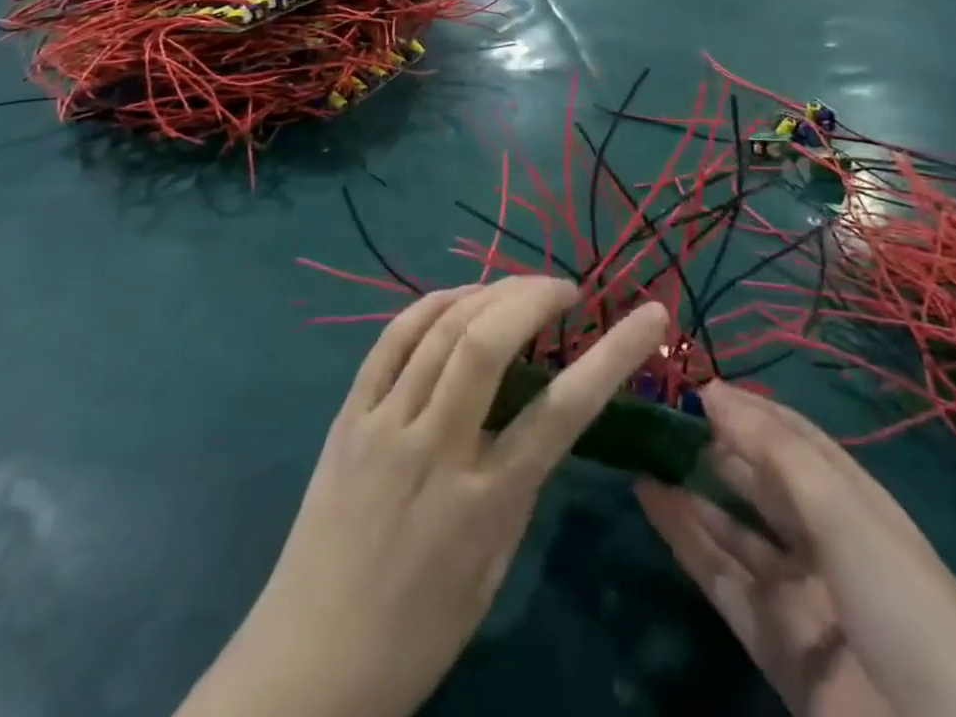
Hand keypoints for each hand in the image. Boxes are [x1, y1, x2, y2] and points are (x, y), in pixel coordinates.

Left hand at [178, 279, 668, 716]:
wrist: (304, 669)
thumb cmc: (416, 633)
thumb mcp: (493, 568)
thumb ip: (519, 482)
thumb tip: (538, 412)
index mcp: (483, 502)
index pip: (563, 410)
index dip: (615, 352)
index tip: (651, 314)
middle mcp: (433, 449)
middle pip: (487, 342)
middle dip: (534, 296)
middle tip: (564, 290)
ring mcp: (383, 424)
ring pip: (440, 328)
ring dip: (489, 291)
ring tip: (519, 287)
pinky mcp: (348, 415)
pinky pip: (392, 339)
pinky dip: (432, 304)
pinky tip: (460, 297)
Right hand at [640, 383, 955, 716]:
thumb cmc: (901, 602)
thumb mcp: (843, 511)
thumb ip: (774, 449)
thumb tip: (713, 390)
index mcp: (854, 501)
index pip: (795, 439)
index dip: (750, 410)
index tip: (697, 388)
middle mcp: (825, 540)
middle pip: (762, 482)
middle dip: (717, 448)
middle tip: (662, 419)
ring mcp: (799, 595)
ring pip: (735, 531)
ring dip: (692, 492)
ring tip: (645, 454)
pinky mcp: (775, 646)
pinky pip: (722, 581)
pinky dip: (686, 541)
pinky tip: (652, 502)